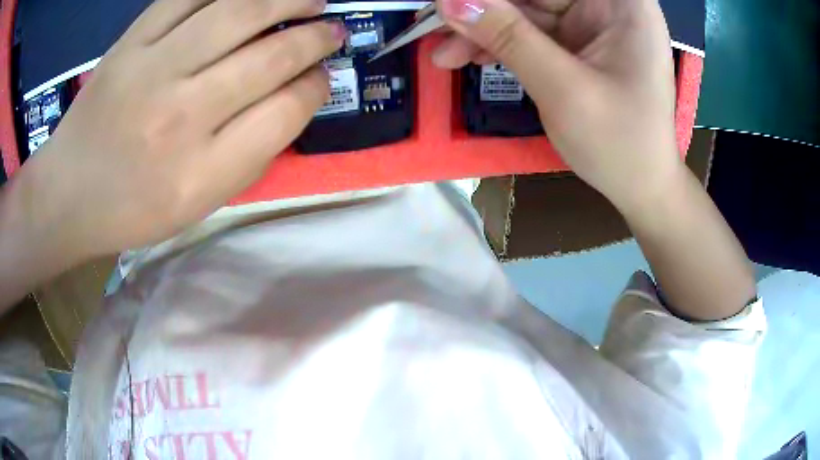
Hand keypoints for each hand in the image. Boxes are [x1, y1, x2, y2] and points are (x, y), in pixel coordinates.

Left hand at [31, 0, 343, 258]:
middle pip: (271, 57)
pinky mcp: (129, 44)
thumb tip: (296, 96)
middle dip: (315, 38)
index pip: (285, 113)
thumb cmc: (131, 210)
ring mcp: (150, 70)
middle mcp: (180, 117)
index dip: (316, 87)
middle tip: (331, 29)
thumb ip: (250, 154)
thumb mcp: (197, 205)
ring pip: (239, 12)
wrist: (67, 194)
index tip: (321, 77)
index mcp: (201, 174)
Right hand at [434, 0, 680, 213]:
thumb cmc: (619, 145)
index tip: (451, 7)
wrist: (641, 187)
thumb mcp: (563, 88)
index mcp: (622, 4)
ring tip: (445, 56)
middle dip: (485, 11)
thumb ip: (508, 36)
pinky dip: (502, 44)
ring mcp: (594, 22)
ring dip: (485, 30)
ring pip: (527, 10)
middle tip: (437, 30)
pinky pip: (532, 31)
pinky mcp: (580, 41)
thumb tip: (450, 1)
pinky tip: (473, 58)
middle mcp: (609, 5)